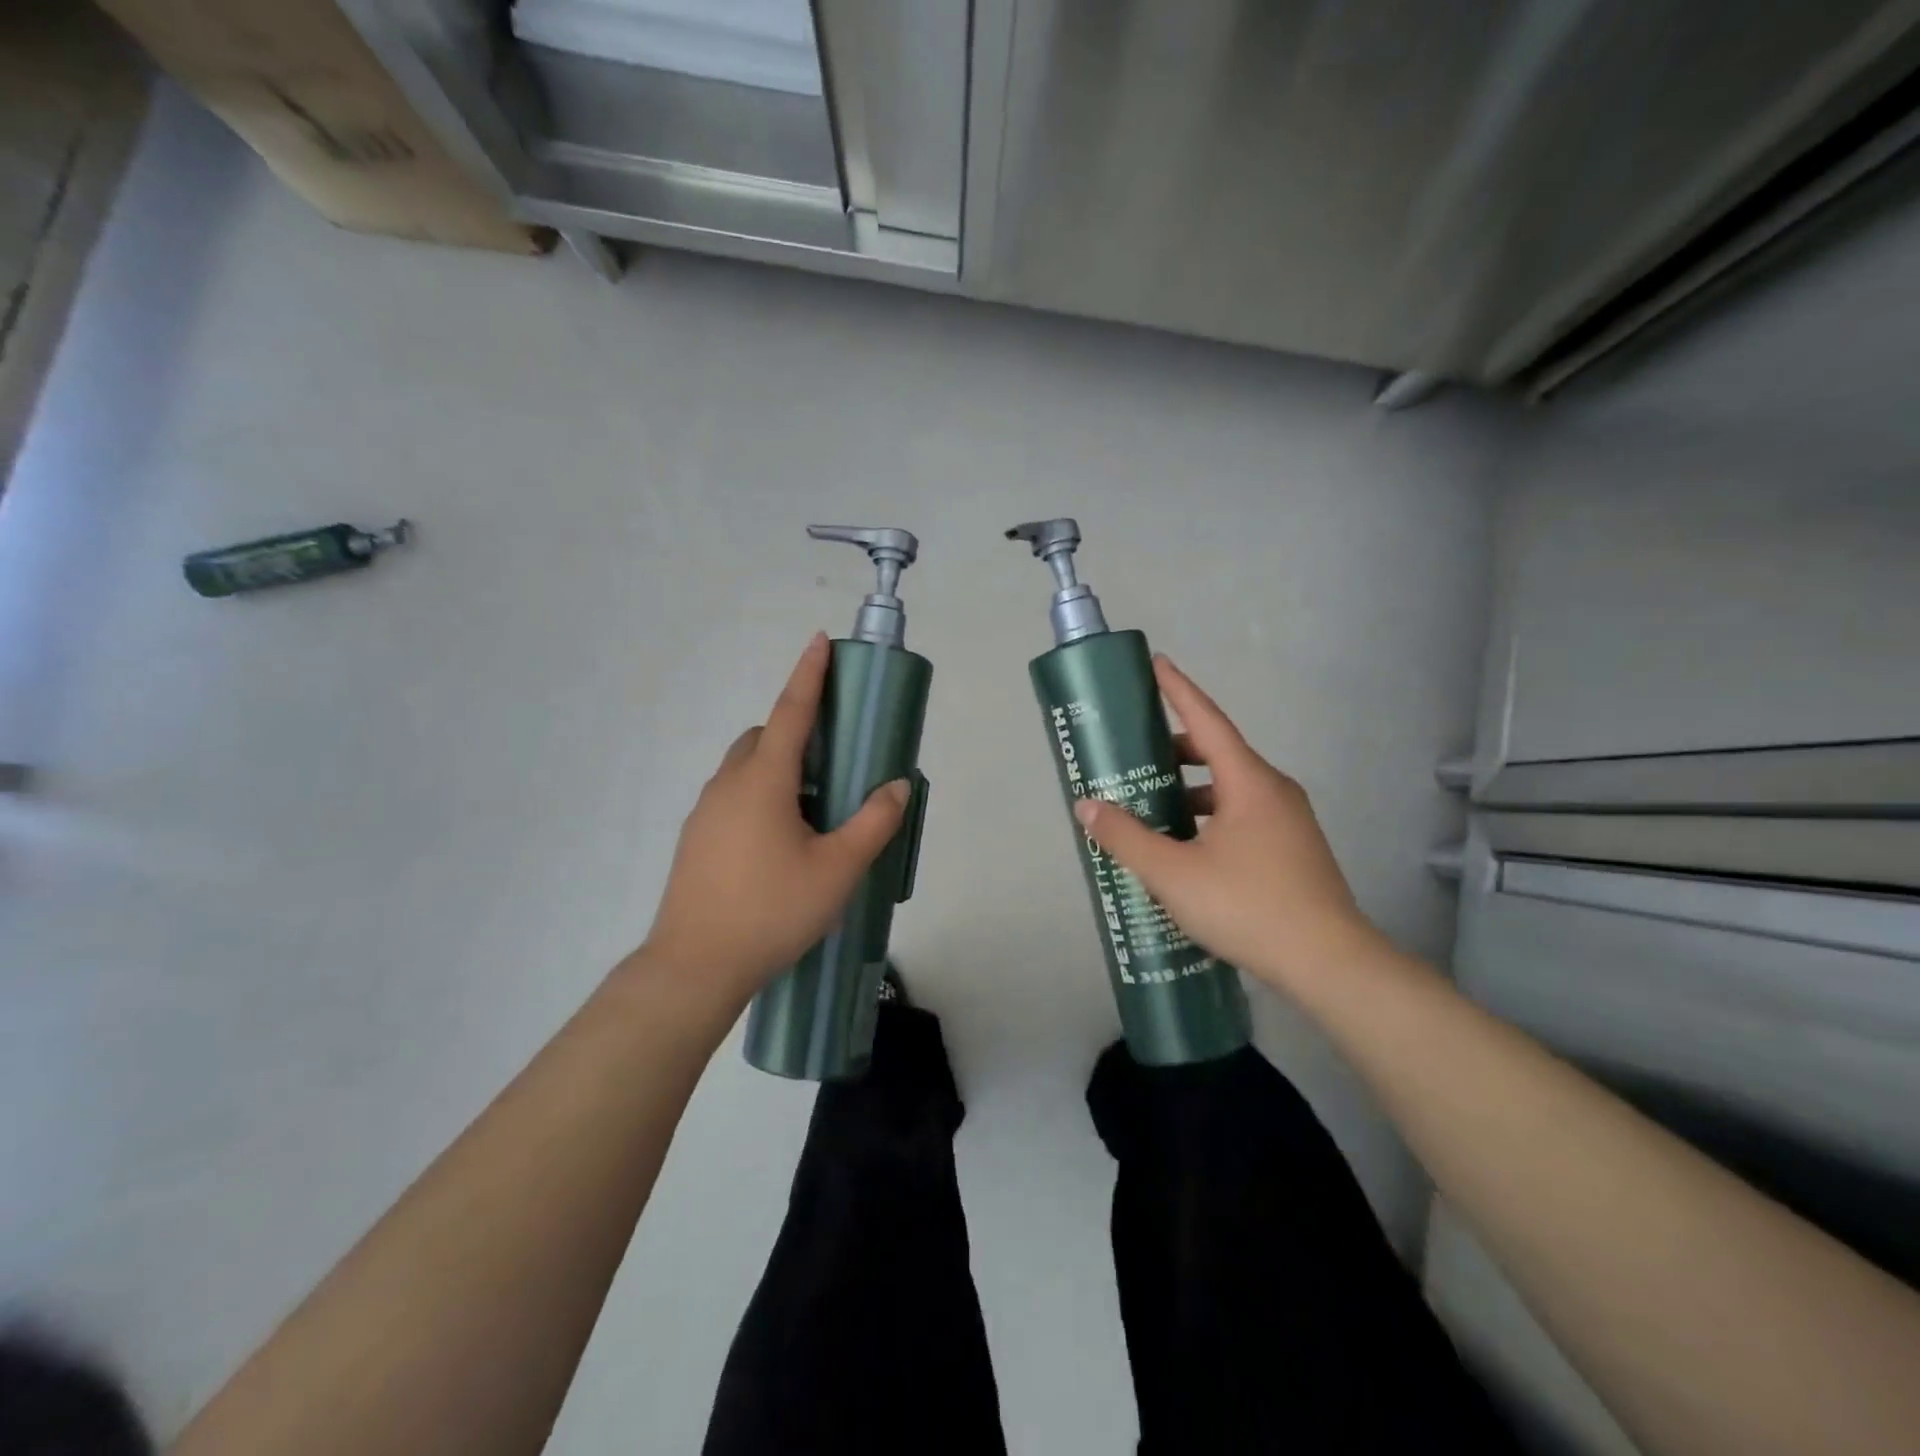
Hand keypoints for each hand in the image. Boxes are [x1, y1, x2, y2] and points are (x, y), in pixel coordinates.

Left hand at [640, 634, 909, 997]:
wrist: (694, 966)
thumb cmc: (772, 910)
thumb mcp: (838, 869)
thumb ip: (873, 823)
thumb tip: (898, 785)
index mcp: (764, 780)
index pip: (791, 711)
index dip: (809, 674)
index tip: (819, 641)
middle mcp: (729, 785)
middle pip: (763, 737)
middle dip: (794, 732)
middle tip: (831, 760)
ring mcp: (706, 812)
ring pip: (745, 769)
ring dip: (778, 769)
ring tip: (812, 810)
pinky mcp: (696, 839)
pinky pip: (734, 797)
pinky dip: (760, 797)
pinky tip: (780, 844)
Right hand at [1072, 655, 1384, 994]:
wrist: (1330, 963)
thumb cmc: (1248, 906)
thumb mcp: (1173, 873)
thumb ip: (1126, 837)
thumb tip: (1087, 806)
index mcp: (1249, 782)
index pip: (1207, 720)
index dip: (1178, 689)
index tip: (1156, 662)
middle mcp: (1273, 791)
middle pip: (1218, 753)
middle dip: (1175, 749)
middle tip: (1135, 754)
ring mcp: (1288, 822)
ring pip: (1230, 789)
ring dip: (1190, 790)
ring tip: (1151, 807)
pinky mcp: (1292, 850)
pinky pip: (1242, 815)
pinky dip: (1208, 816)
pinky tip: (1185, 848)